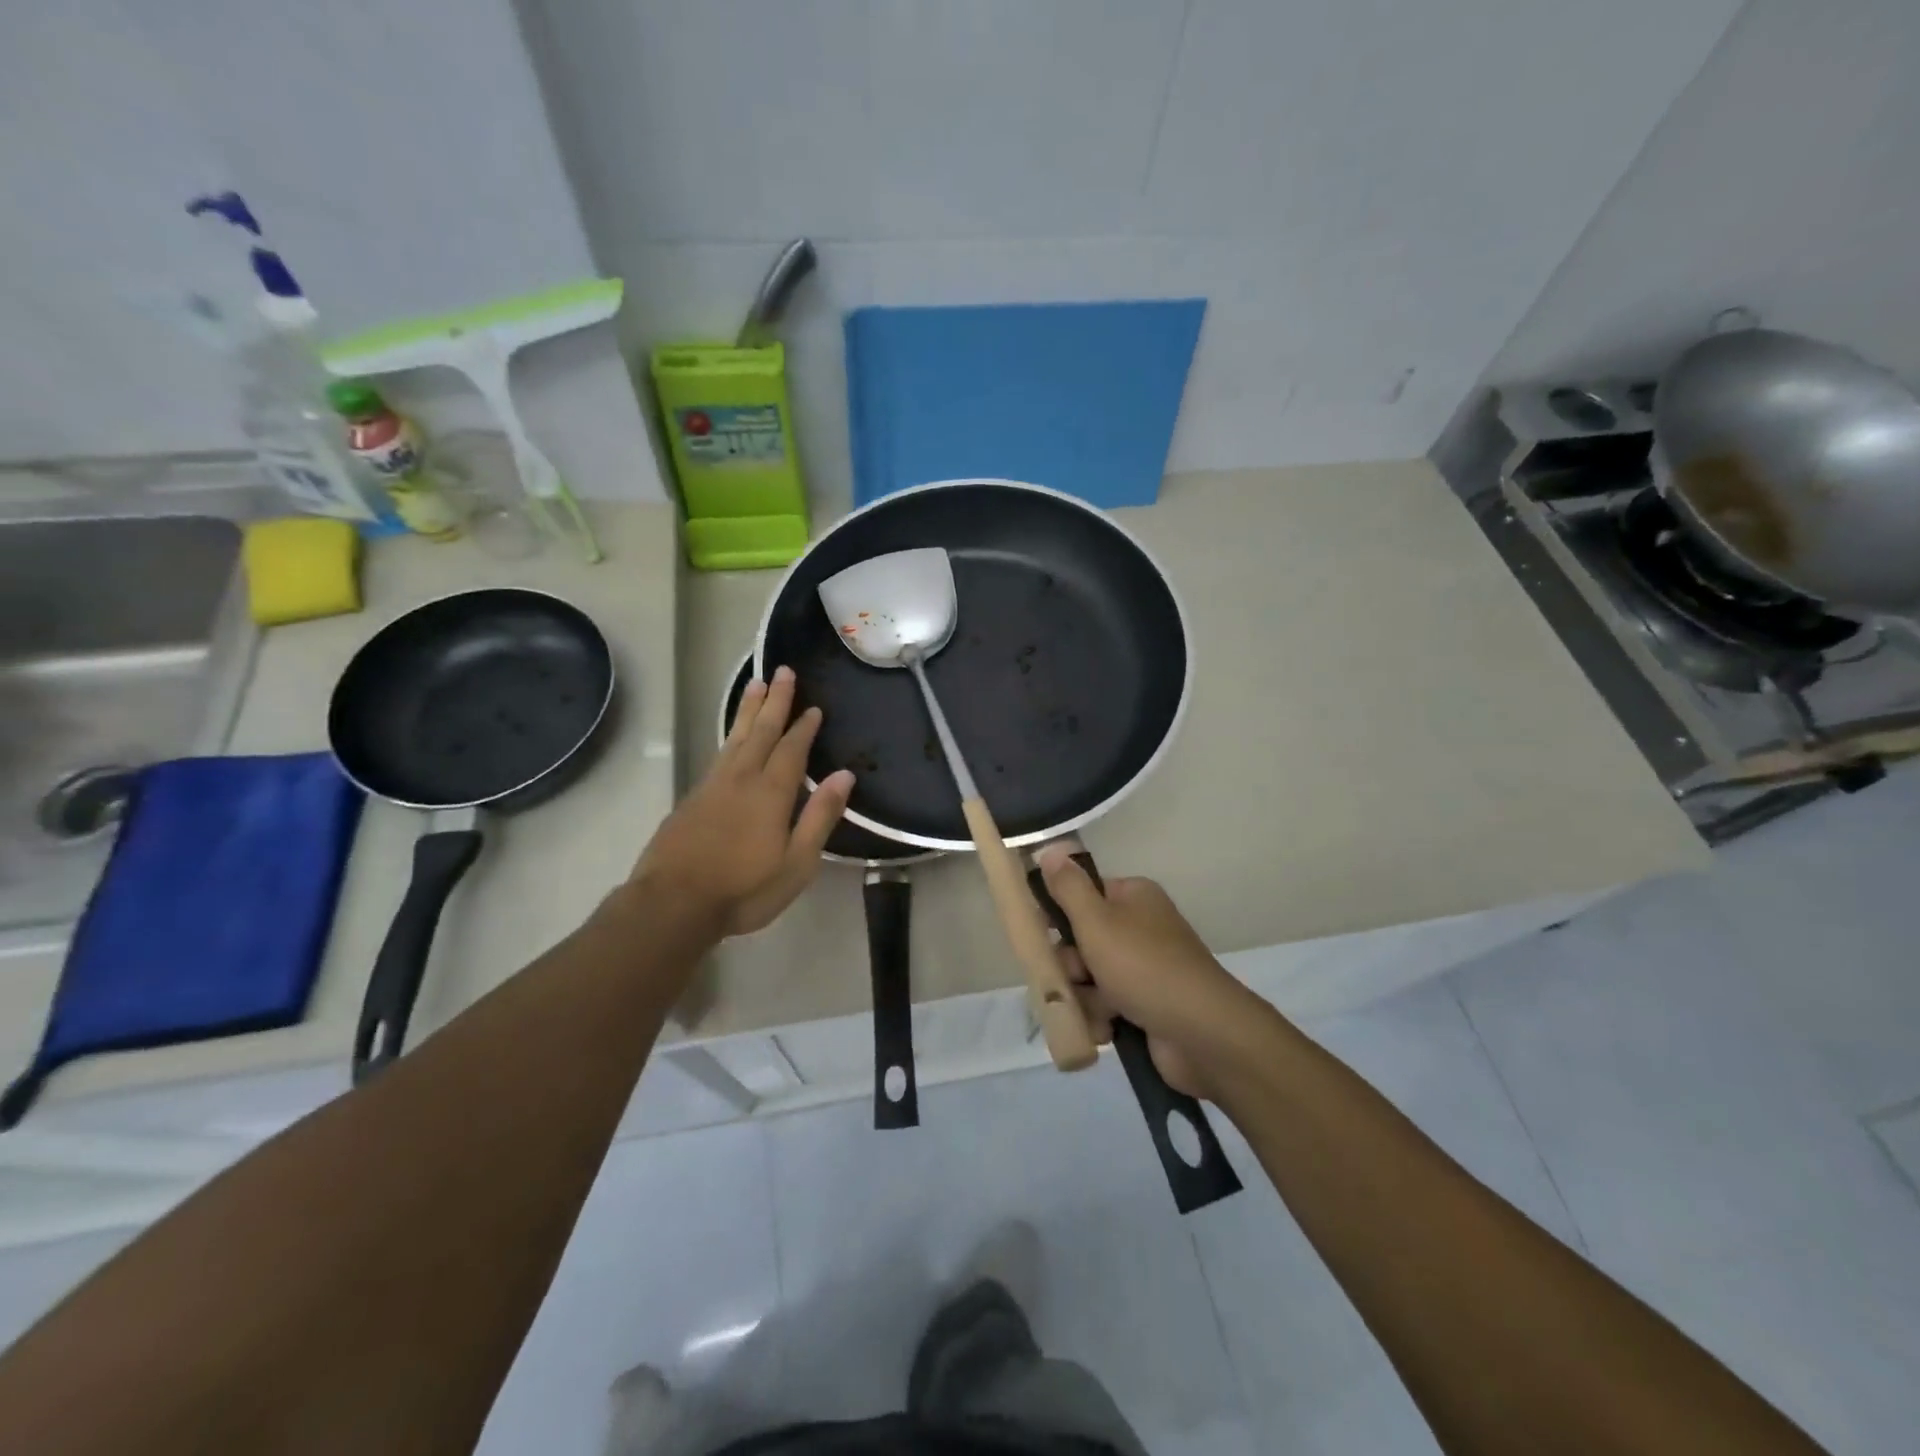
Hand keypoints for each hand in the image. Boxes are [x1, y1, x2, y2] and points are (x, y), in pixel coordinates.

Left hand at [635, 666, 853, 938]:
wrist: (673, 903)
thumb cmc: (744, 889)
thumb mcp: (797, 862)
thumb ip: (820, 816)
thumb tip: (844, 776)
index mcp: (771, 793)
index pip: (792, 749)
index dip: (804, 727)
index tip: (814, 706)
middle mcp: (742, 778)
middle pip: (762, 732)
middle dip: (775, 701)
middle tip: (783, 671)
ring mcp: (713, 786)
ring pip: (736, 737)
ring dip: (749, 710)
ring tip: (756, 684)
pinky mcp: (693, 798)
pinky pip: (719, 753)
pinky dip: (731, 735)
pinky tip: (733, 736)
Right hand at [1037, 848, 1272, 1098]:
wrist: (1201, 1033)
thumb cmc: (1143, 966)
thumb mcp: (1096, 921)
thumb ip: (1068, 887)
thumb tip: (1049, 848)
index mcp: (1133, 897)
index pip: (1084, 896)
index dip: (1061, 916)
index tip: (1045, 935)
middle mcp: (1141, 927)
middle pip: (1083, 940)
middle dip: (1072, 966)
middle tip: (1075, 978)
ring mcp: (1146, 968)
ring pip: (1091, 977)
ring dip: (1085, 997)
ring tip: (1097, 1011)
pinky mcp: (1148, 1005)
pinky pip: (1108, 1005)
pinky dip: (1102, 1018)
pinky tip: (1106, 1030)